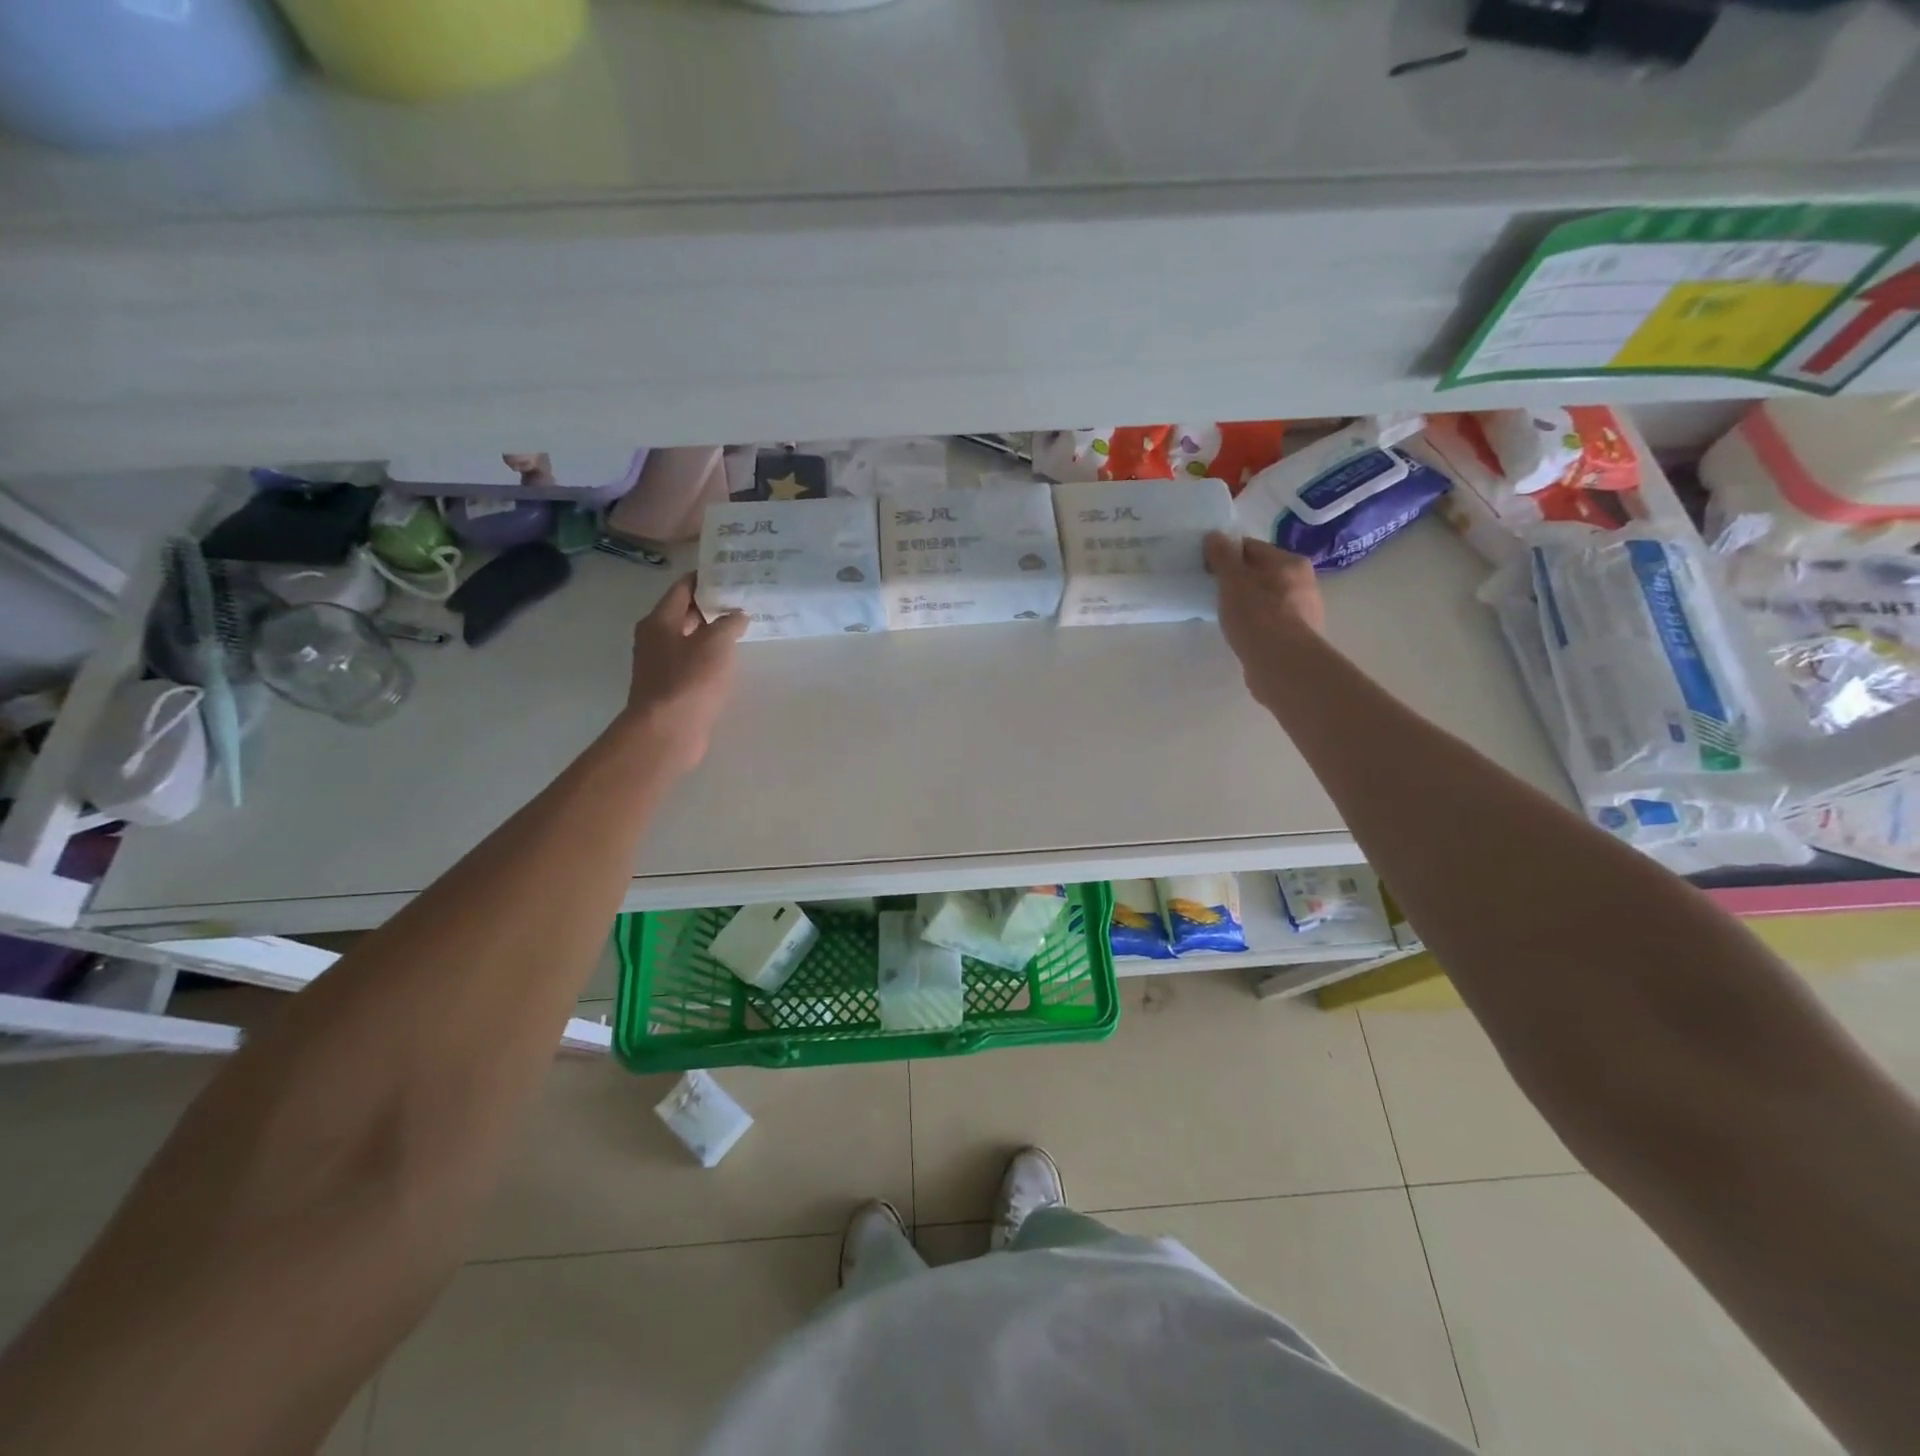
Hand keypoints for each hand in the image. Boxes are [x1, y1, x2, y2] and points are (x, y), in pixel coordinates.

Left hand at [619, 576, 748, 773]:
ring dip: (713, 632)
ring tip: (742, 627)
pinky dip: (710, 656)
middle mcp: (655, 638)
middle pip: (685, 612)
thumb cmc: (689, 680)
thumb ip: (729, 623)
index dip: (706, 578)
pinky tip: (730, 659)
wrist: (666, 732)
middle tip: (743, 598)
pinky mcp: (671, 687)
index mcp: (659, 621)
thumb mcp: (716, 644)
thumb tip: (738, 614)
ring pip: (690, 638)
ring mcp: (661, 664)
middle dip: (712, 605)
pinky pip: (693, 662)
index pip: (683, 588)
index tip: (731, 572)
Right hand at [1205, 531, 1325, 695]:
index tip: (1207, 570)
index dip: (1226, 555)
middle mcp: (1304, 582)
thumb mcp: (1232, 580)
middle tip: (1215, 594)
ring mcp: (1305, 611)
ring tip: (1227, 617)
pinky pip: (1272, 622)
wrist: (1282, 664)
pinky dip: (1257, 624)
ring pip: (1268, 598)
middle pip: (1262, 573)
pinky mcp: (1300, 637)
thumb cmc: (1256, 615)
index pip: (1251, 548)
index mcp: (1290, 562)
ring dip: (1248, 603)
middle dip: (1239, 580)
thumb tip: (1215, 535)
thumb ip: (1223, 556)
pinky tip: (1243, 635)